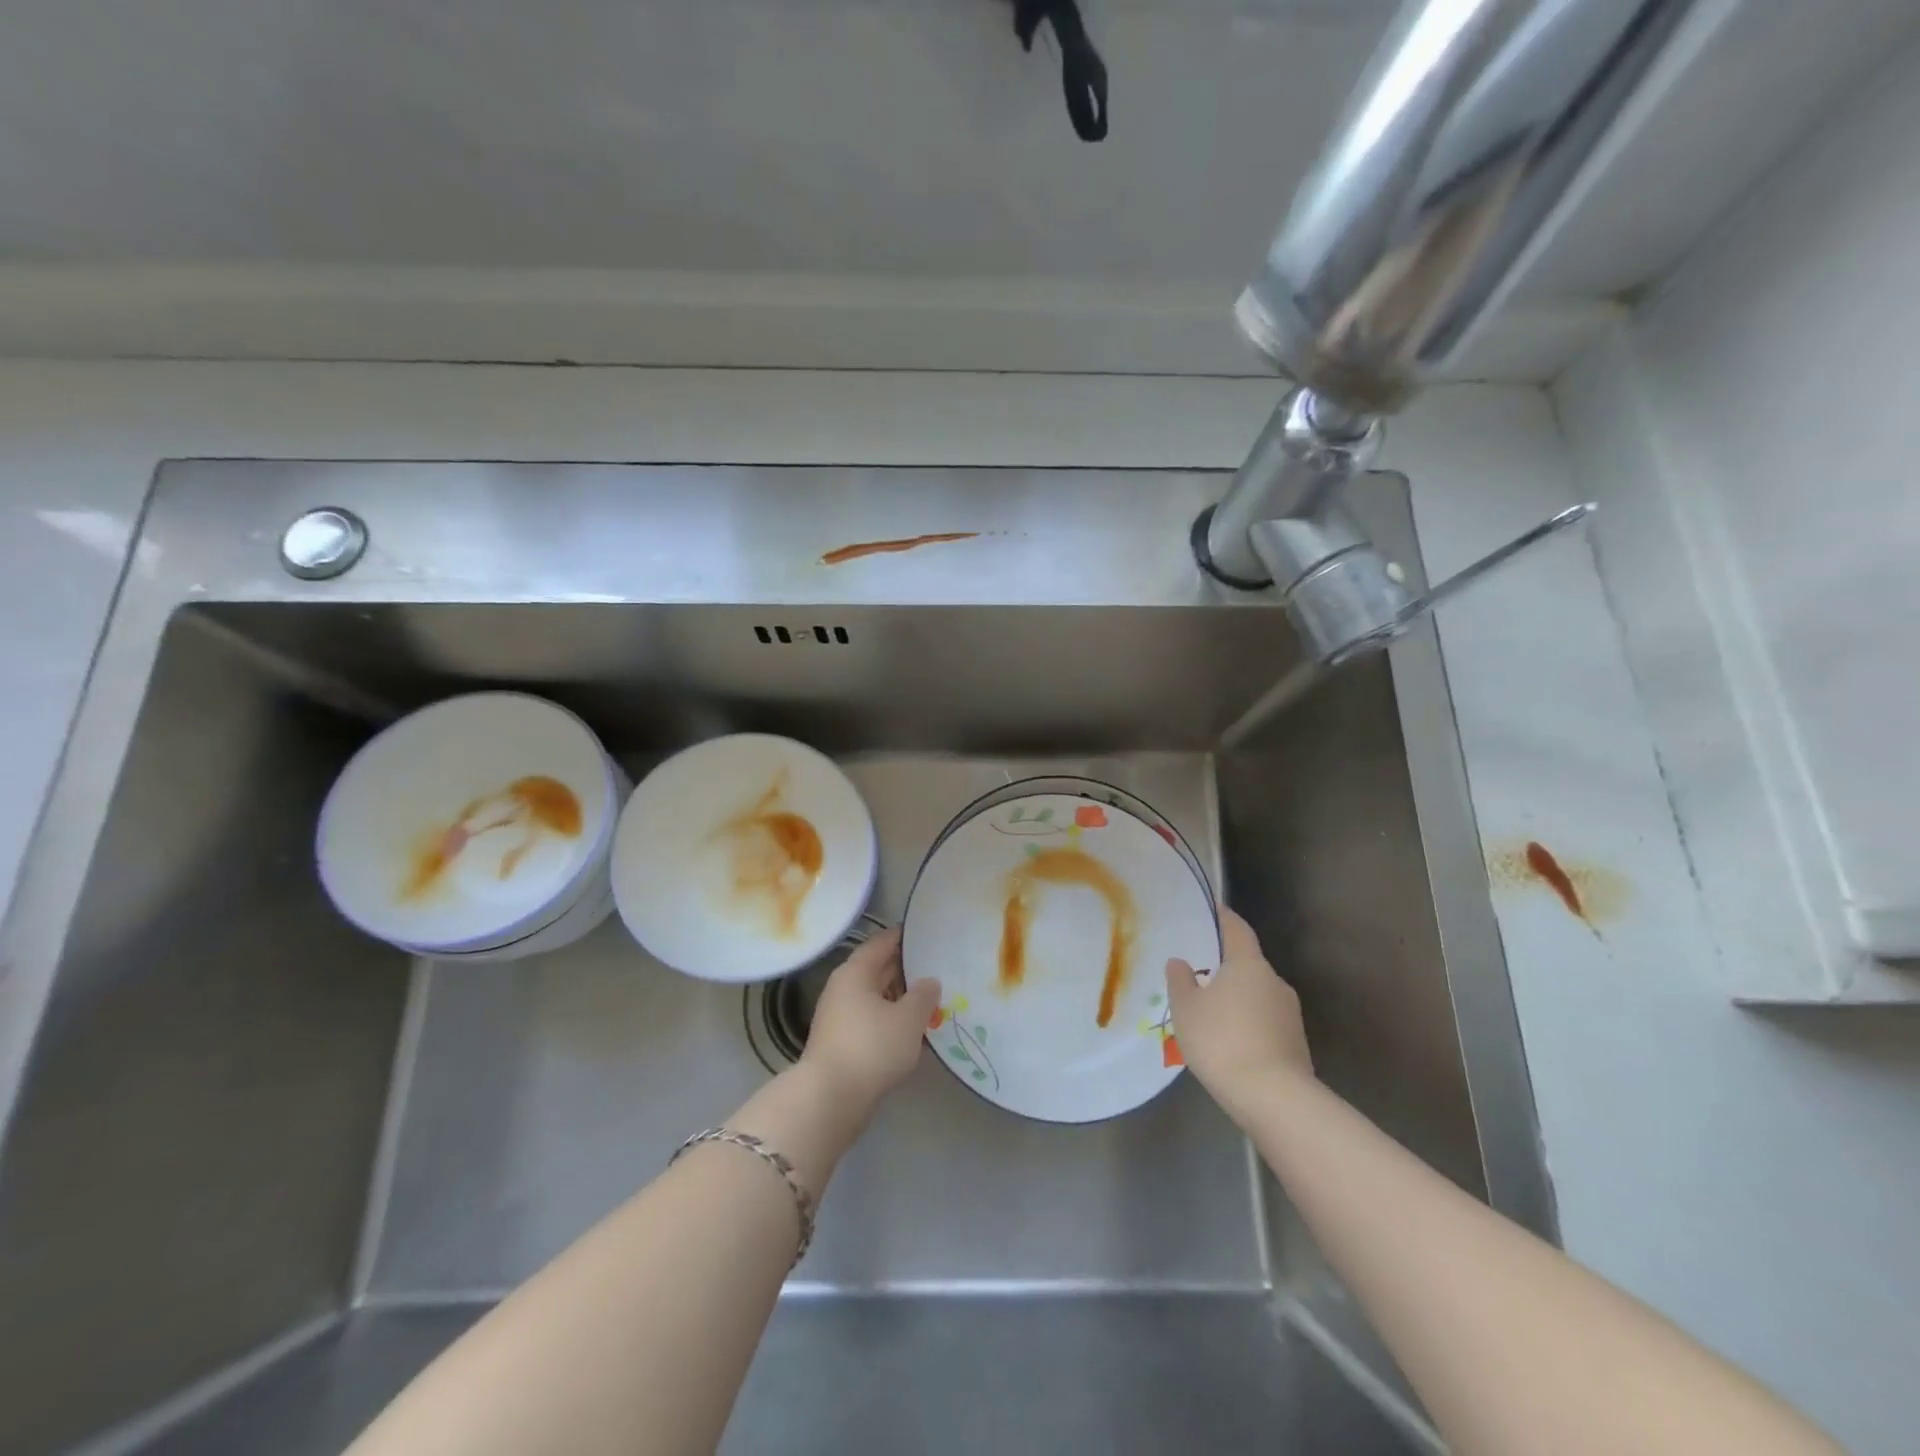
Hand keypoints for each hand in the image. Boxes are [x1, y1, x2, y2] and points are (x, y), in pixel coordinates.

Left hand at [801, 926, 940, 1112]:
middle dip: (904, 968)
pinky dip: (889, 1018)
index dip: (903, 936)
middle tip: (935, 966)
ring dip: (898, 996)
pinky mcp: (840, 1042)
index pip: (881, 943)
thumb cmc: (872, 1046)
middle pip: (876, 968)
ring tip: (928, 998)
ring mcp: (838, 1016)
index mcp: (856, 971)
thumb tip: (930, 981)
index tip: (925, 934)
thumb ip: (923, 995)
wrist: (830, 1098)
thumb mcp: (908, 1019)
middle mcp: (843, 987)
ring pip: (873, 996)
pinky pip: (869, 1018)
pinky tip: (909, 1029)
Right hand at [1166, 906, 1312, 1123]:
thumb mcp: (1186, 1009)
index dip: (1223, 918)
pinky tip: (1230, 1042)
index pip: (1237, 929)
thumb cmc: (1222, 1040)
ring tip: (1211, 1014)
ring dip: (1237, 998)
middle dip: (1226, 967)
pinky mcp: (1296, 1043)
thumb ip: (1180, 981)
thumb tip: (1180, 962)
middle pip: (1248, 964)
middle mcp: (1274, 982)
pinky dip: (1248, 1023)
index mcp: (1248, 964)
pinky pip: (1265, 1022)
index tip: (1212, 910)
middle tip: (1200, 974)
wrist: (1274, 1098)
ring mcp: (1289, 1014)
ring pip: (1257, 995)